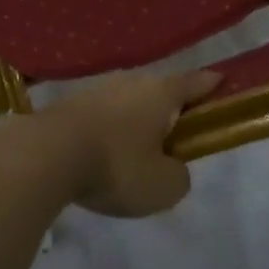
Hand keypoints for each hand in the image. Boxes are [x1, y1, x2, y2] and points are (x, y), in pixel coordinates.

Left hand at [37, 70, 222, 216]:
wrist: (46, 154)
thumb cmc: (116, 166)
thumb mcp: (163, 186)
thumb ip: (178, 175)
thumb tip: (171, 167)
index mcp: (161, 93)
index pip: (194, 83)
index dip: (211, 85)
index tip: (222, 82)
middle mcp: (130, 82)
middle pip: (159, 91)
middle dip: (169, 109)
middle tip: (176, 136)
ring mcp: (97, 89)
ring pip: (128, 102)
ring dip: (135, 121)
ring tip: (136, 152)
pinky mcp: (70, 104)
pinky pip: (102, 115)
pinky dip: (109, 130)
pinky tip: (103, 154)